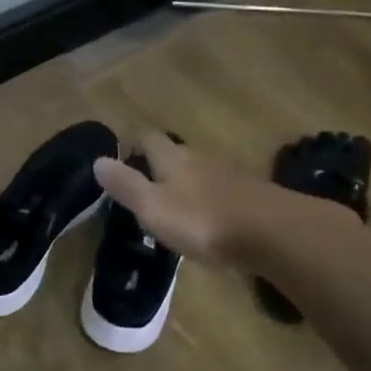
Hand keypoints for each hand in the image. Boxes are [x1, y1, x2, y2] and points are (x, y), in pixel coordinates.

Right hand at [93, 132, 286, 263]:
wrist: (272, 233)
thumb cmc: (202, 220)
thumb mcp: (153, 207)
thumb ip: (126, 185)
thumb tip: (97, 160)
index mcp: (173, 158)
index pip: (148, 138)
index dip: (133, 144)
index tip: (121, 159)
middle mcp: (201, 158)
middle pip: (176, 153)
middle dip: (160, 164)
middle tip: (145, 186)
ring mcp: (230, 174)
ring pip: (200, 171)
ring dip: (186, 183)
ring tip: (174, 205)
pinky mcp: (251, 195)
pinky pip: (222, 191)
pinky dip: (209, 200)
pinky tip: (208, 219)